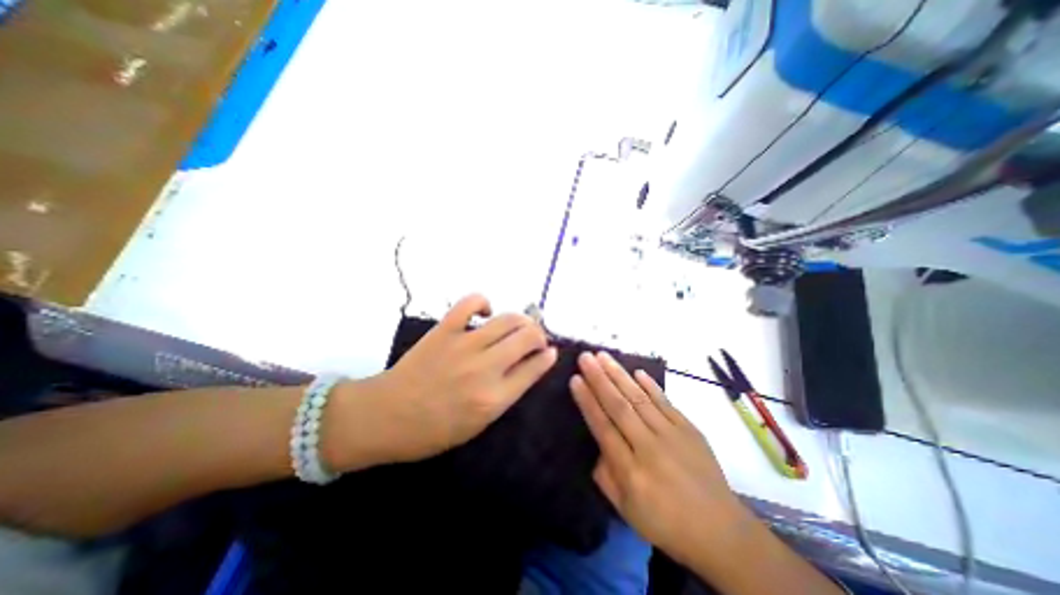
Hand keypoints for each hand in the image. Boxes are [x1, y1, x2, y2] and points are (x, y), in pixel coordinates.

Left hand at [330, 295, 561, 471]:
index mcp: (494, 398)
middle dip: (539, 334)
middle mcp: (484, 368)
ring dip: (522, 319)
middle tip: (536, 338)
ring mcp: (464, 345)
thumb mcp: (479, 424)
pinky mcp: (444, 330)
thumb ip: (507, 394)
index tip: (550, 351)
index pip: (534, 367)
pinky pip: (470, 303)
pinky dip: (483, 302)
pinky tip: (485, 313)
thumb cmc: (434, 430)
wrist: (385, 417)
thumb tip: (530, 366)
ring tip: (520, 325)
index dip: (548, 356)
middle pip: (527, 337)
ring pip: (508, 319)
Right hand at [568, 353, 749, 567]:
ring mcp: (672, 435)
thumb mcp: (626, 511)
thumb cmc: (666, 523)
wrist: (721, 531)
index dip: (587, 401)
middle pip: (619, 406)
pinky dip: (651, 385)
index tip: (575, 379)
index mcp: (631, 471)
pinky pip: (666, 402)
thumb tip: (597, 445)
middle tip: (585, 357)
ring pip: (640, 399)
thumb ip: (605, 476)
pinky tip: (637, 371)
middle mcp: (649, 448)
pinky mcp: (689, 429)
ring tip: (603, 356)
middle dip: (599, 379)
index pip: (603, 427)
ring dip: (619, 375)